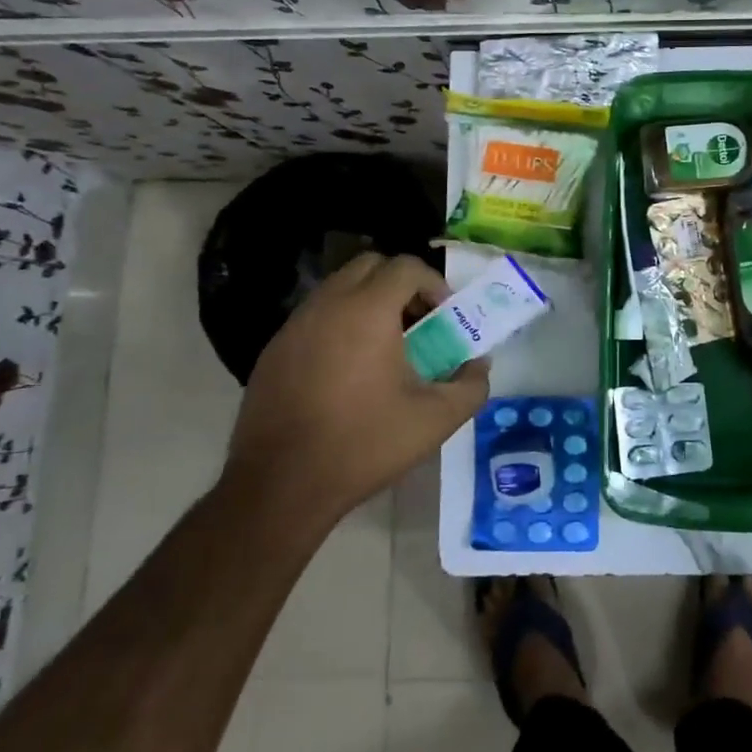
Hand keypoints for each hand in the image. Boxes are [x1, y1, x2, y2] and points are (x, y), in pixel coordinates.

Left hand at [222, 252, 488, 524]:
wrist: (281, 485)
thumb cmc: (365, 443)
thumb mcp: (436, 419)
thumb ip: (471, 385)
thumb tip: (478, 364)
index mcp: (367, 311)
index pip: (405, 266)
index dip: (433, 283)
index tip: (444, 317)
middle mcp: (327, 305)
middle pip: (369, 266)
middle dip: (400, 284)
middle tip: (418, 323)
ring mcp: (294, 326)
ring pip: (338, 289)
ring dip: (368, 303)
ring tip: (385, 348)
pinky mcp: (273, 351)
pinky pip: (315, 317)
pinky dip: (340, 325)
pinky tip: (348, 372)